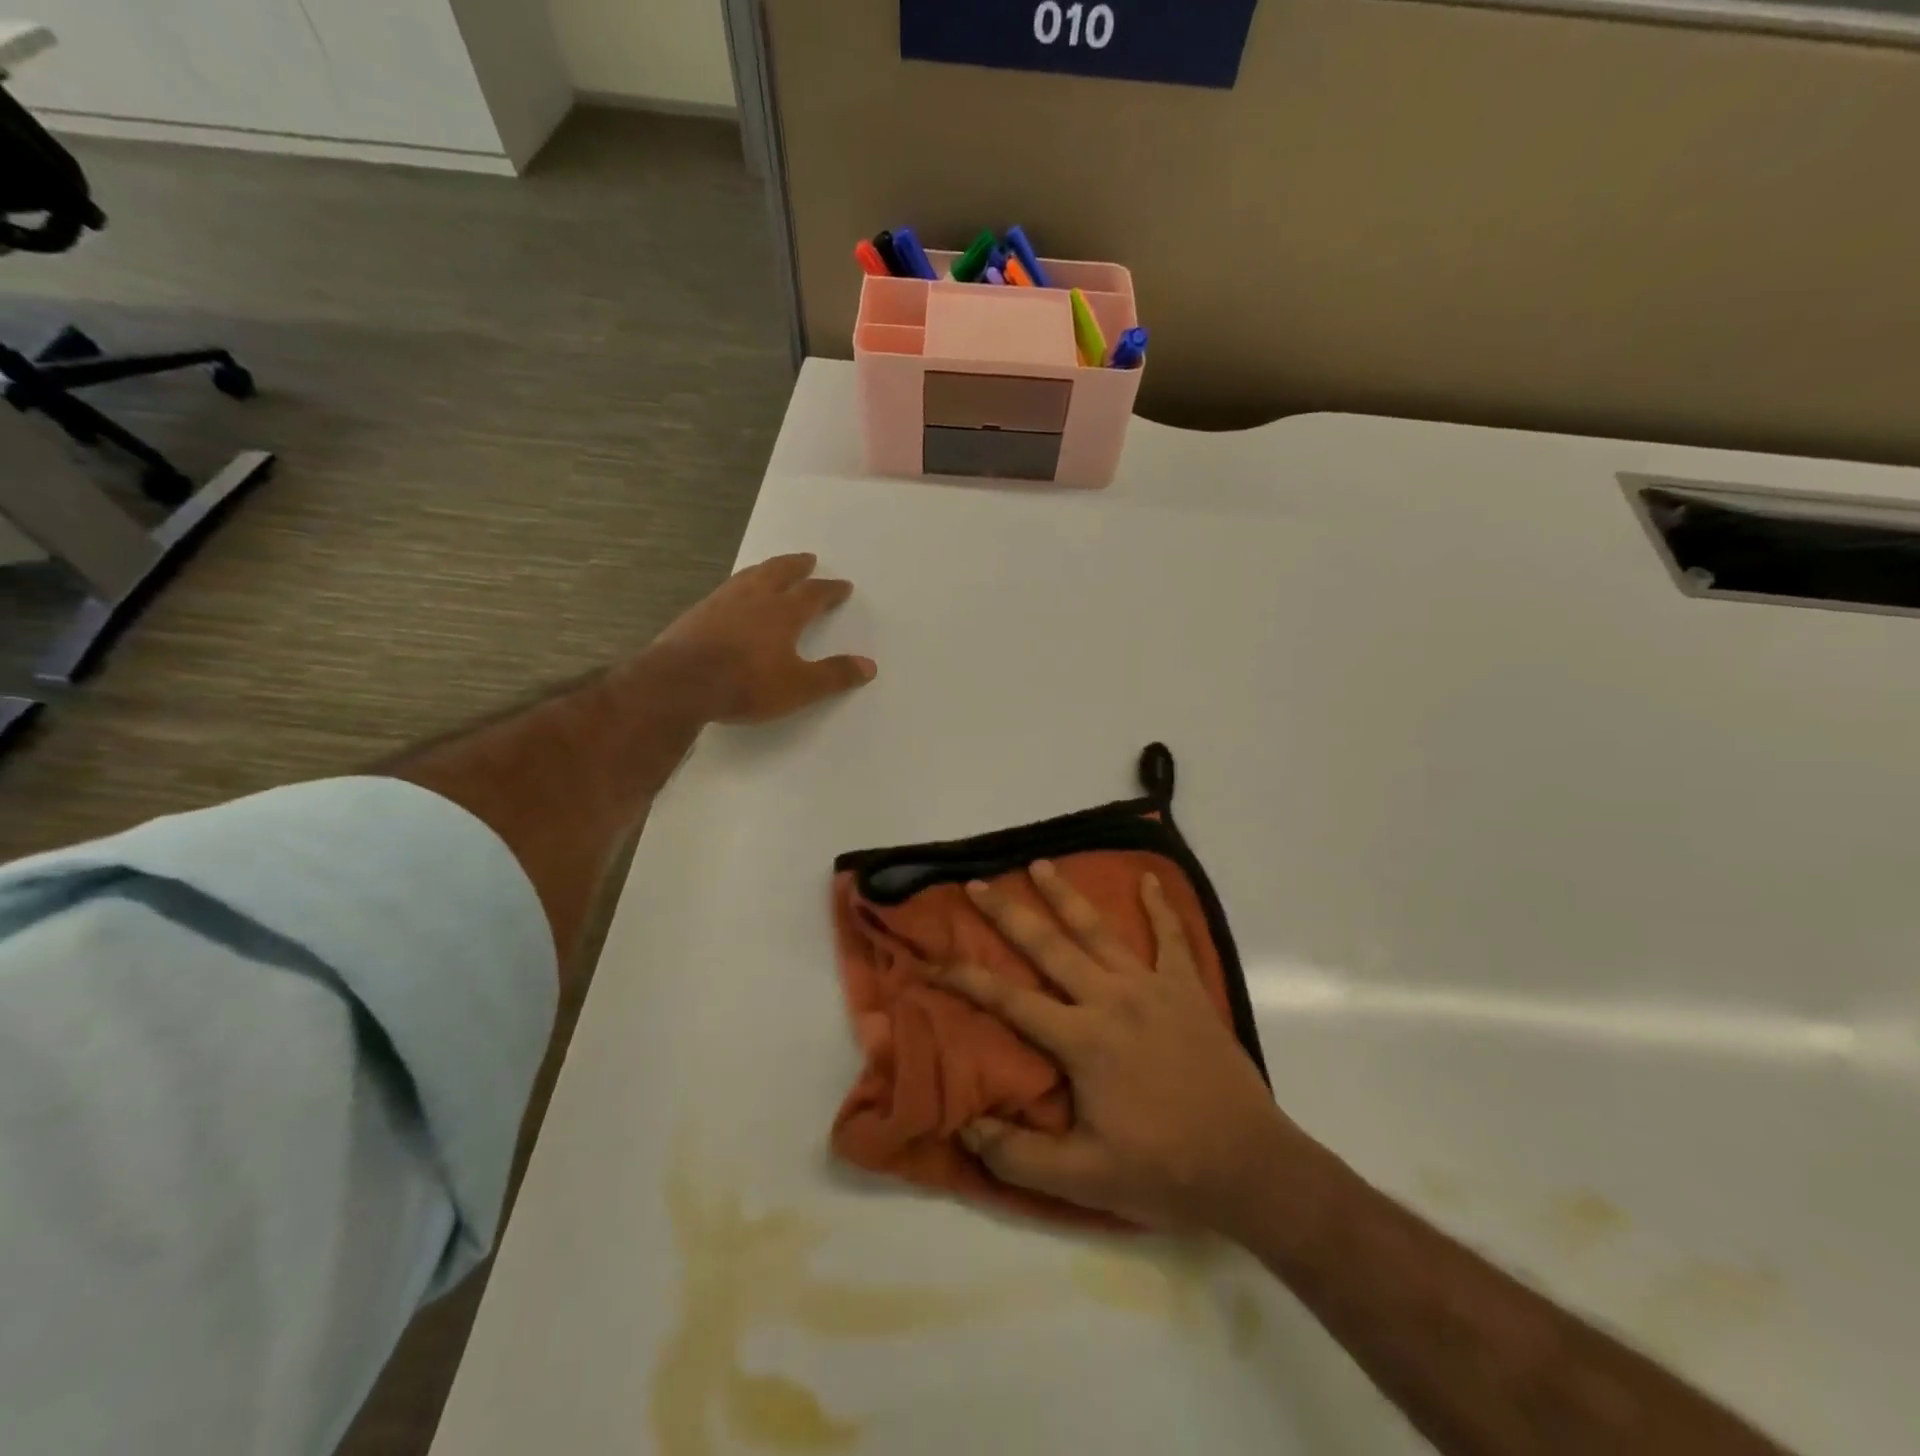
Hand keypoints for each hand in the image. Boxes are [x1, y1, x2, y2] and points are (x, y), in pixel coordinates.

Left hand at [648, 553, 875, 723]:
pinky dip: (739, 585)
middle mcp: (755, 598)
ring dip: (766, 569)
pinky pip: (726, 589)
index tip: (842, 585)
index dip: (830, 590)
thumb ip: (834, 675)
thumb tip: (869, 666)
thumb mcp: (799, 687)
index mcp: (783, 612)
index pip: (814, 594)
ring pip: (750, 576)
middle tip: (807, 558)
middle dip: (797, 566)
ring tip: (772, 567)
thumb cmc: (746, 684)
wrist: (680, 683)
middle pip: (780, 572)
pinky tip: (734, 594)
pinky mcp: (697, 613)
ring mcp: (722, 602)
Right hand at [937, 861, 1303, 1232]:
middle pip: (1049, 946)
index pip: (1010, 1000)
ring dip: (1067, 896)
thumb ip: (1019, 1156)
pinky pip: (1172, 939)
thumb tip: (967, 1127)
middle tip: (977, 885)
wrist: (1250, 1167)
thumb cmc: (1164, 1171)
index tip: (934, 959)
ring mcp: (1153, 988)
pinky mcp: (1188, 990)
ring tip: (1041, 865)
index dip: (967, 979)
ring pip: (1100, 930)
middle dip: (1008, 914)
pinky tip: (1151, 880)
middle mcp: (1111, 999)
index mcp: (1083, 1040)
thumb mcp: (1084, 1180)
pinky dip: (1160, 908)